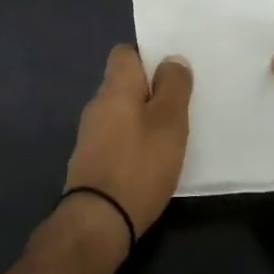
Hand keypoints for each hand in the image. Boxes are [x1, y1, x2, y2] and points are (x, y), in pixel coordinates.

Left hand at [62, 45, 192, 251]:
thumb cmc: (139, 164)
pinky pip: (117, 135)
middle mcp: (97, 104)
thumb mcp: (169, 122)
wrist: (98, 221)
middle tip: (182, 101)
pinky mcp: (92, 160)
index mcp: (115, 86)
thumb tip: (172, 59)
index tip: (173, 69)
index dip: (148, 54)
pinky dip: (135, 139)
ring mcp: (91, 133)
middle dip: (151, 88)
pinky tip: (153, 157)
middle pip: (125, 82)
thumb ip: (173, 86)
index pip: (125, 52)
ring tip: (173, 131)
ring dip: (144, 116)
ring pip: (122, 111)